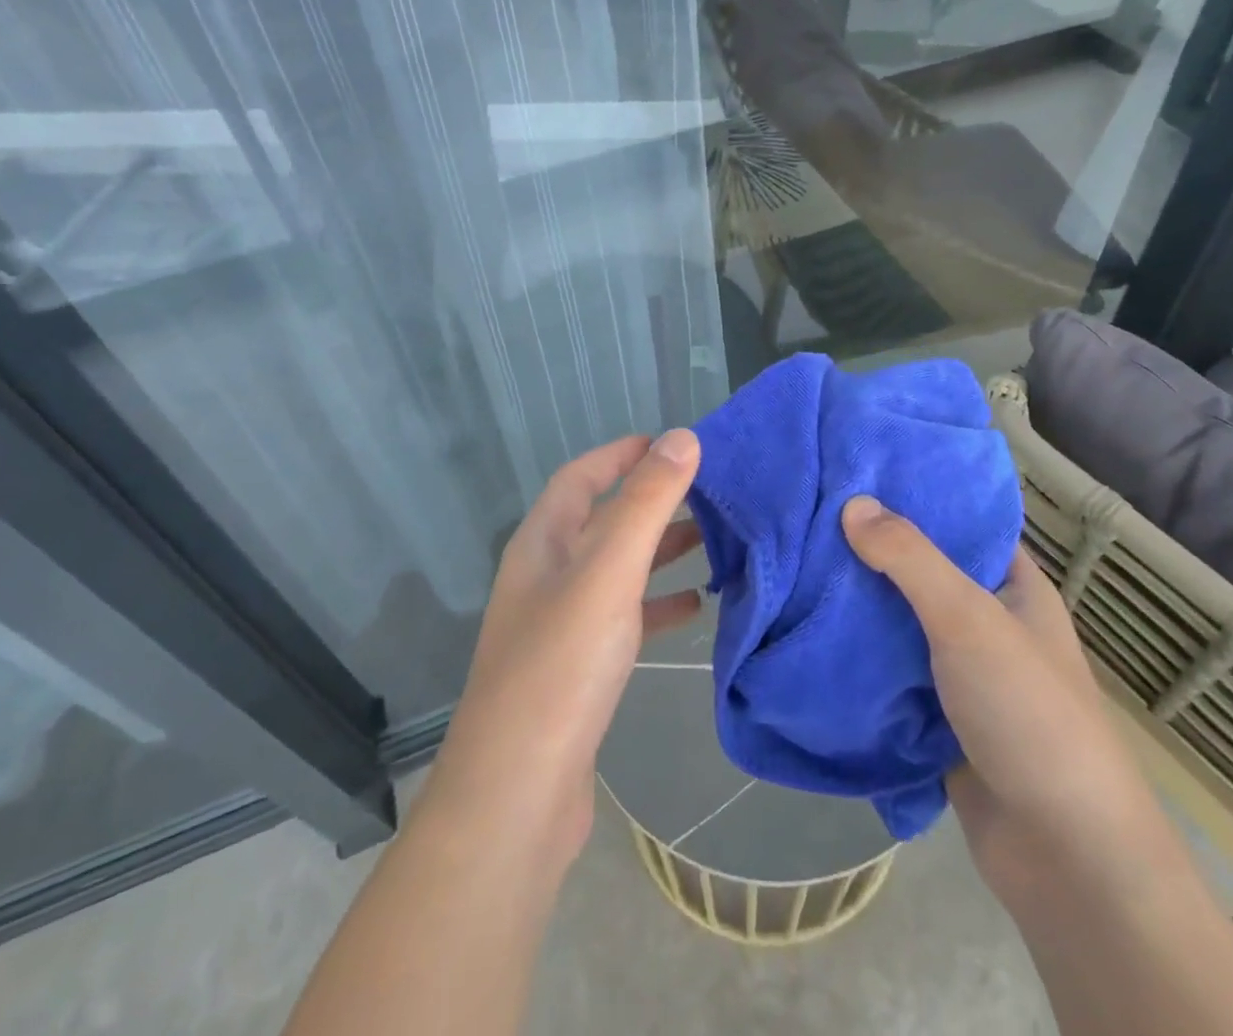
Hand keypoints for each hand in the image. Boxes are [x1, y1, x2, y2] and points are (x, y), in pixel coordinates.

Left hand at [421, 430, 703, 874]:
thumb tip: (681, 437)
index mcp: (542, 543)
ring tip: (714, 541)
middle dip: (652, 501)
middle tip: (710, 492)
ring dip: (660, 551)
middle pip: (603, 520)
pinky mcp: (580, 669)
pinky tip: (695, 607)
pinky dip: (658, 604)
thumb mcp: (608, 572)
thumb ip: (645, 503)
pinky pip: (625, 617)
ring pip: (618, 569)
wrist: (518, 795)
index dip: (623, 454)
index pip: (581, 477)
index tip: (674, 444)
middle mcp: (546, 576)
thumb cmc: (561, 667)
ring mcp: (561, 624)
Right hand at [839, 496, 1164, 881]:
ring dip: (855, 604)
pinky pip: (888, 672)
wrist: (1064, 858)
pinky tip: (806, 629)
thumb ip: (911, 558)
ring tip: (795, 563)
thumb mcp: (969, 619)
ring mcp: (960, 672)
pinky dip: (855, 656)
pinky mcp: (935, 716)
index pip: (960, 521)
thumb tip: (852, 503)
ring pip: (898, 623)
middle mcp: (987, 622)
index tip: (855, 472)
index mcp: (1013, 587)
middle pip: (921, 571)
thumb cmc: (1029, 714)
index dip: (914, 494)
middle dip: (870, 549)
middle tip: (808, 516)